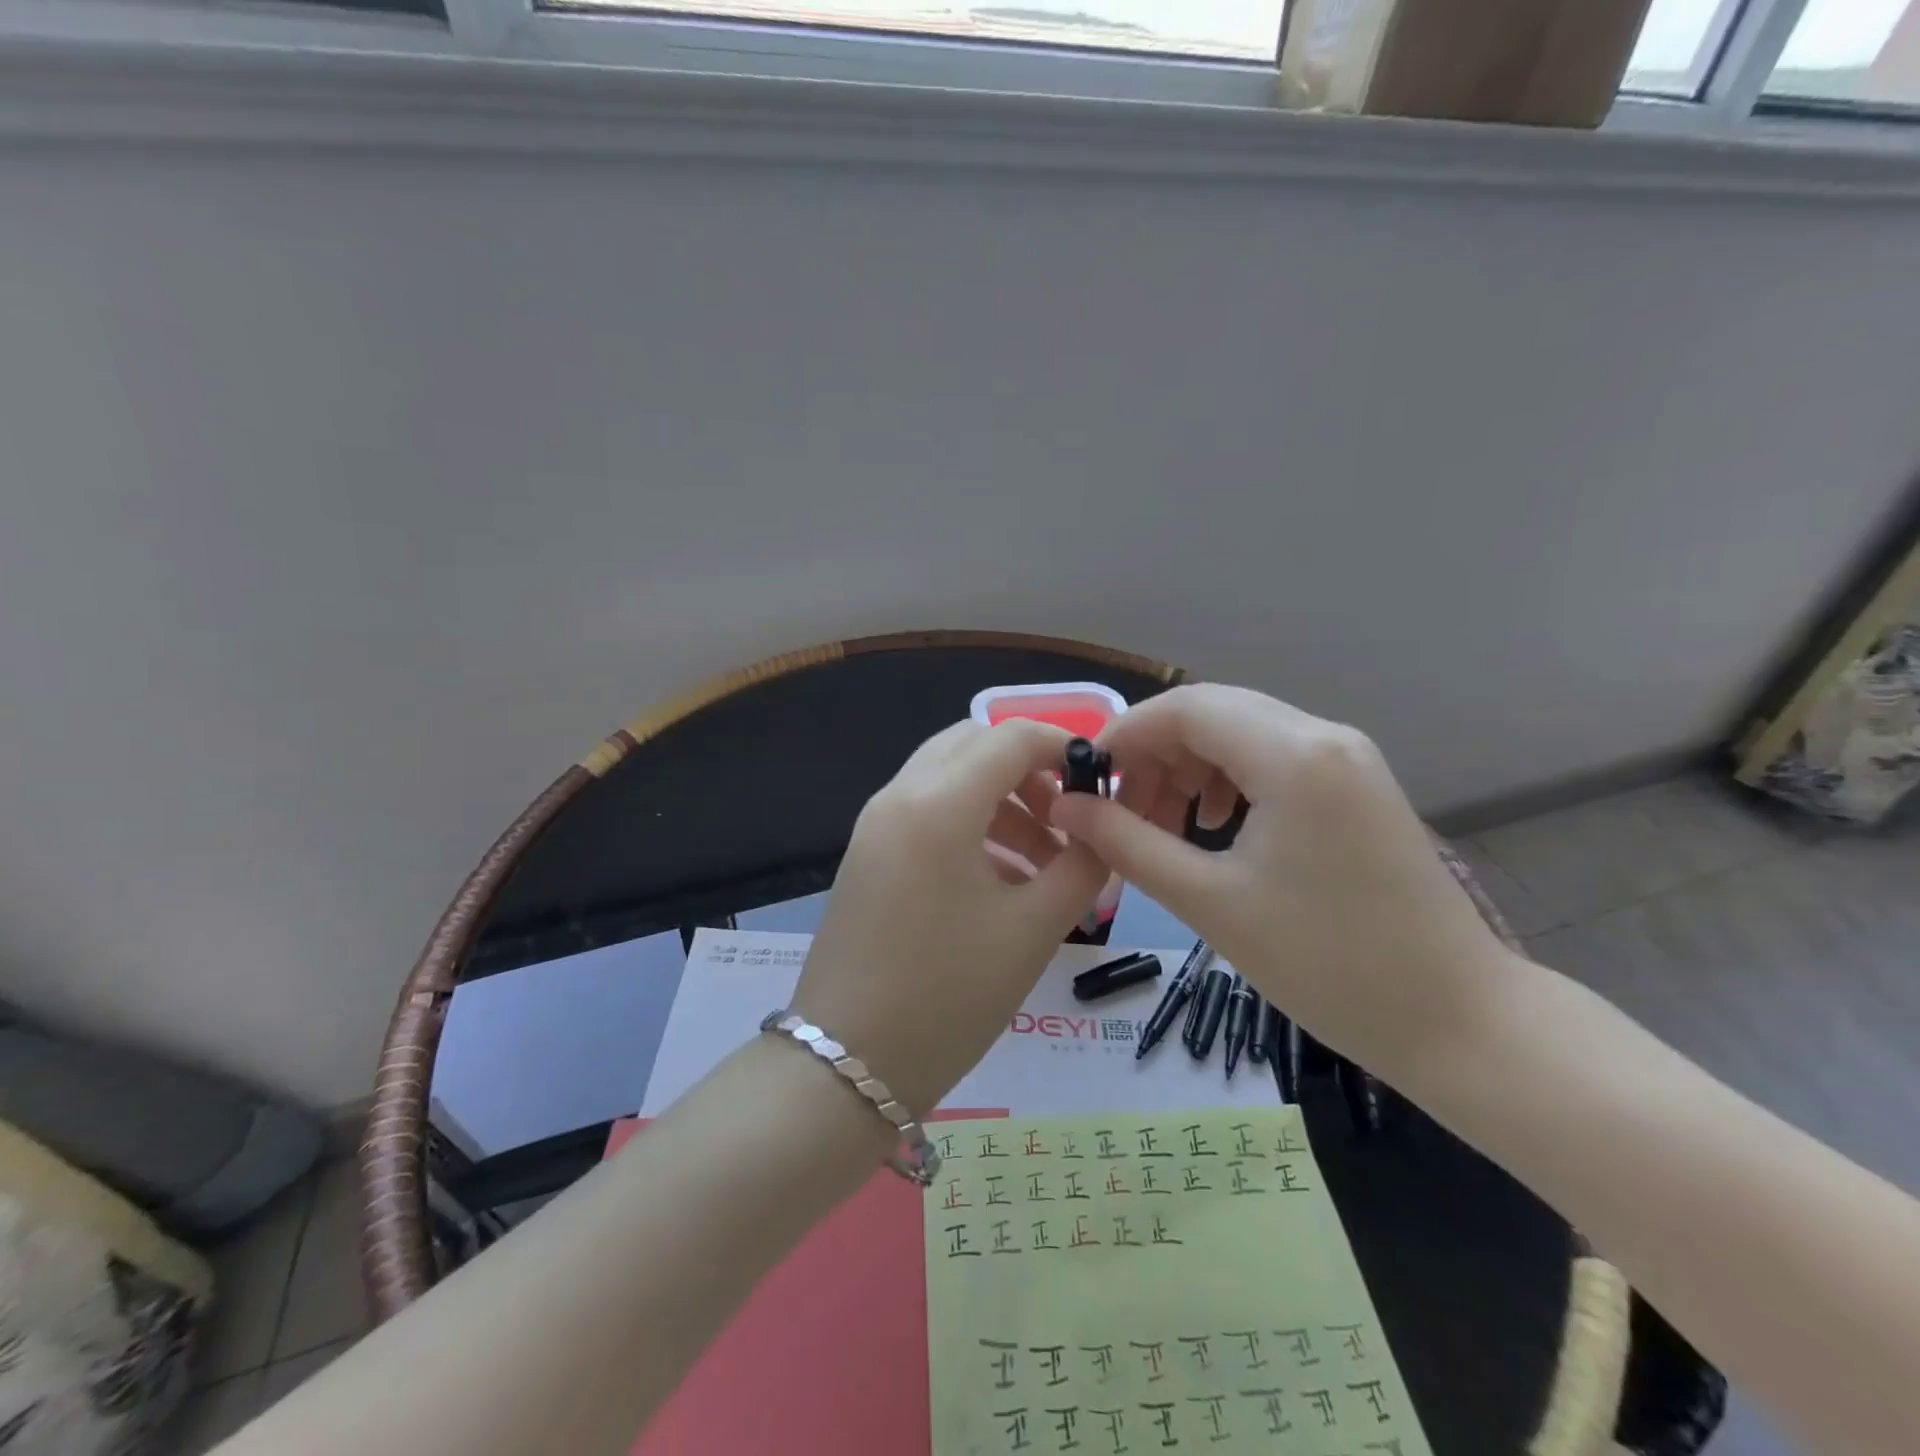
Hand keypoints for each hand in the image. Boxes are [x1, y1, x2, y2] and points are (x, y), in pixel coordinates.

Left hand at [791, 718, 1110, 1115]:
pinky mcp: (867, 853)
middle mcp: (899, 796)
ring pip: (948, 776)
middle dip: (1027, 770)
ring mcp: (875, 824)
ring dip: (1000, 800)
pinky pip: (926, 810)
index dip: (1061, 745)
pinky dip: (969, 822)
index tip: (1099, 781)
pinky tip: (1001, 879)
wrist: (847, 1064)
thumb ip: (1081, 866)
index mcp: (938, 804)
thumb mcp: (1033, 930)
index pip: (1009, 736)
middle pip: (973, 744)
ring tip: (1044, 863)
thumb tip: (1101, 831)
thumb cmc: (948, 996)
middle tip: (1066, 819)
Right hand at [1047, 684, 1515, 1076]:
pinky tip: (1215, 826)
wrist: (1457, 1020)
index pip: (1185, 707)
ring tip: (1163, 825)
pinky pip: (1272, 757)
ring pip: (1240, 732)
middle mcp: (1324, 736)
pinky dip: (1227, 779)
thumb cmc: (1326, 965)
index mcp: (1293, 755)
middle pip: (1212, 712)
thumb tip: (1064, 808)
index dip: (1125, 735)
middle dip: (1154, 754)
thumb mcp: (1209, 902)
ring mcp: (1348, 757)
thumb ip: (1127, 843)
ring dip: (1188, 767)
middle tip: (1121, 813)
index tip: (1086, 781)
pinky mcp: (1356, 783)